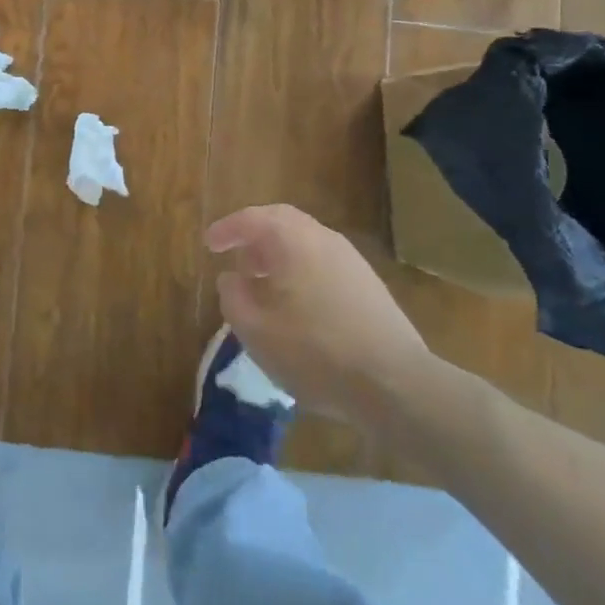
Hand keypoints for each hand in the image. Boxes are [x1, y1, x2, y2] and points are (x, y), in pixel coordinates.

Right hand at [206, 204, 432, 425]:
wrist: (395, 385)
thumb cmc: (314, 352)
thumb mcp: (255, 330)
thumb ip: (233, 297)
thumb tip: (231, 278)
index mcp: (293, 241)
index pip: (252, 219)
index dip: (227, 229)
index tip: (209, 244)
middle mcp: (324, 239)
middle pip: (283, 222)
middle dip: (255, 236)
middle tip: (235, 257)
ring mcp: (352, 261)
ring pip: (306, 243)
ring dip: (279, 255)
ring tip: (261, 284)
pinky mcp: (369, 286)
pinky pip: (324, 263)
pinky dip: (301, 270)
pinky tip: (295, 305)